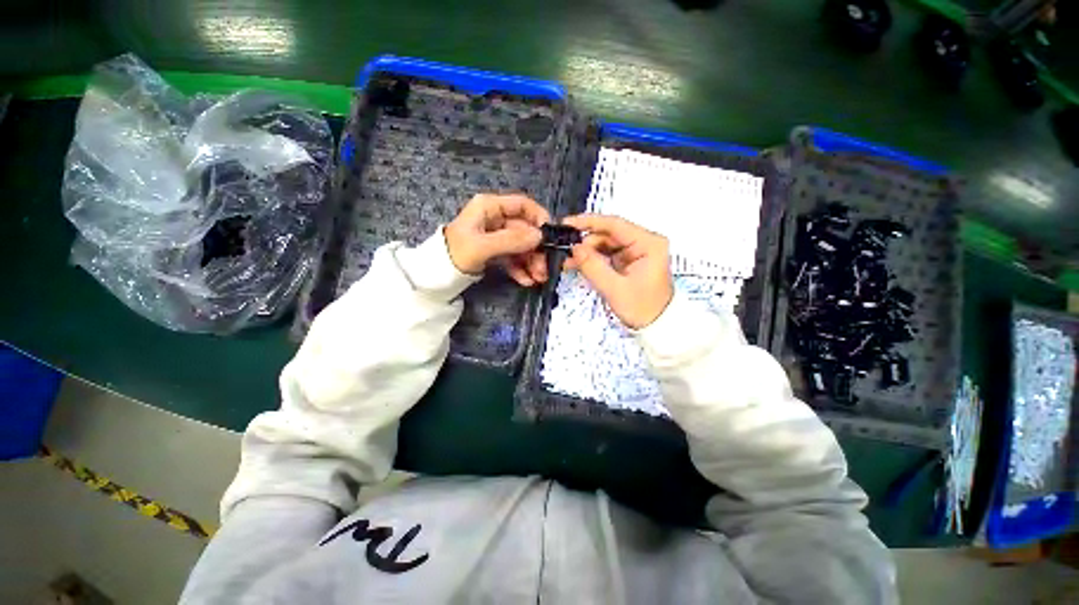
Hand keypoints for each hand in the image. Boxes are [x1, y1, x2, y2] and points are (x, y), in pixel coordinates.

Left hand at [445, 193, 549, 285]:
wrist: (436, 275)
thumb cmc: (455, 254)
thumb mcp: (483, 246)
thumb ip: (511, 240)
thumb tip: (540, 237)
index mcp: (490, 207)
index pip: (522, 205)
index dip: (539, 217)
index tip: (550, 236)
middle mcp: (495, 219)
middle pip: (525, 230)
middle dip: (536, 250)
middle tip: (545, 268)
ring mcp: (496, 236)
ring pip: (521, 246)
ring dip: (531, 262)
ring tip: (538, 279)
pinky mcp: (495, 251)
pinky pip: (513, 257)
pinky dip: (521, 268)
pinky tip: (526, 281)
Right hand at [562, 214, 673, 328]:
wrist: (657, 327)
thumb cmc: (642, 309)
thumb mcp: (615, 289)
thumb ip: (593, 267)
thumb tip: (574, 248)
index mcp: (648, 243)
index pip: (615, 224)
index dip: (589, 222)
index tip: (567, 224)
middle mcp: (643, 242)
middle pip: (608, 234)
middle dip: (586, 243)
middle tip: (566, 253)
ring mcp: (635, 251)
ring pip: (605, 244)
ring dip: (587, 252)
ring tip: (568, 261)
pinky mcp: (628, 261)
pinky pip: (606, 254)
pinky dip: (592, 259)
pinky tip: (578, 264)